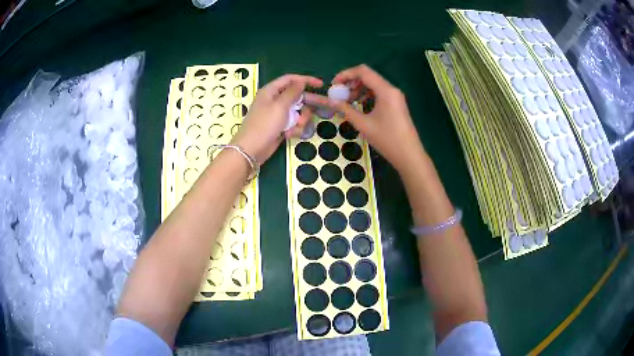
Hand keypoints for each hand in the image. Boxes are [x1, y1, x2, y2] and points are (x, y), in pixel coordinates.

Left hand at [231, 74, 322, 163]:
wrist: (251, 150)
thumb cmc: (264, 125)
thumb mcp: (280, 106)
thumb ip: (292, 92)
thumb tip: (301, 81)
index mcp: (271, 91)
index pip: (291, 80)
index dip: (306, 80)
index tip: (321, 84)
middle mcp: (275, 100)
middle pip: (297, 97)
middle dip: (308, 104)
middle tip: (325, 106)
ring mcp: (278, 115)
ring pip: (298, 112)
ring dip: (301, 119)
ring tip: (296, 126)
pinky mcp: (280, 127)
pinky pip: (294, 124)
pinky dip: (294, 129)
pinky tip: (289, 135)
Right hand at [305, 65, 424, 173]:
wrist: (409, 155)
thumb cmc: (387, 139)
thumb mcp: (363, 124)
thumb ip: (345, 110)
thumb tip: (330, 101)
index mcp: (385, 90)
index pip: (363, 71)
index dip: (345, 74)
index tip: (334, 85)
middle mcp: (391, 89)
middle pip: (368, 76)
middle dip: (351, 82)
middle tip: (339, 94)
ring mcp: (395, 96)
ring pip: (373, 85)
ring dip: (358, 89)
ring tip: (347, 102)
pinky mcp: (396, 104)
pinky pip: (379, 93)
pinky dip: (367, 96)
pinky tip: (359, 106)